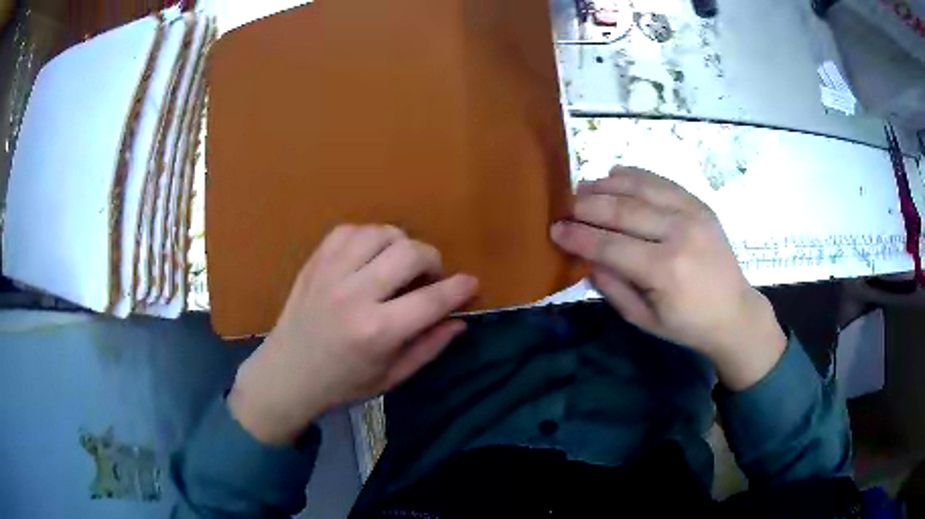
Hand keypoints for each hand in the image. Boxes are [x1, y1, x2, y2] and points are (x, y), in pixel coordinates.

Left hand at [229, 224, 478, 444]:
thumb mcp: (391, 377)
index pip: (432, 299)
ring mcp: (330, 274)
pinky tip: (370, 255)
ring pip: (380, 234)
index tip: (471, 283)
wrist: (286, 375)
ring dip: (400, 244)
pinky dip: (368, 237)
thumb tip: (460, 321)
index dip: (459, 288)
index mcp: (377, 332)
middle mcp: (354, 296)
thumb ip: (429, 348)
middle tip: (430, 277)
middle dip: (433, 260)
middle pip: (409, 253)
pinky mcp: (314, 263)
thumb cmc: (342, 384)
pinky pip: (349, 230)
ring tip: (399, 264)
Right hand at [551, 167, 785, 390]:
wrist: (734, 312)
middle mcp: (679, 233)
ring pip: (640, 188)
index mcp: (665, 270)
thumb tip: (585, 256)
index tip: (554, 229)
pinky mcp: (700, 203)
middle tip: (564, 207)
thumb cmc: (687, 324)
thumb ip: (611, 287)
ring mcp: (692, 213)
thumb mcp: (643, 319)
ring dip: (606, 185)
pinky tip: (614, 174)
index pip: (610, 245)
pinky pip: (661, 181)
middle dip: (586, 206)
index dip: (578, 235)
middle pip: (622, 210)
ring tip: (583, 187)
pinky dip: (634, 175)